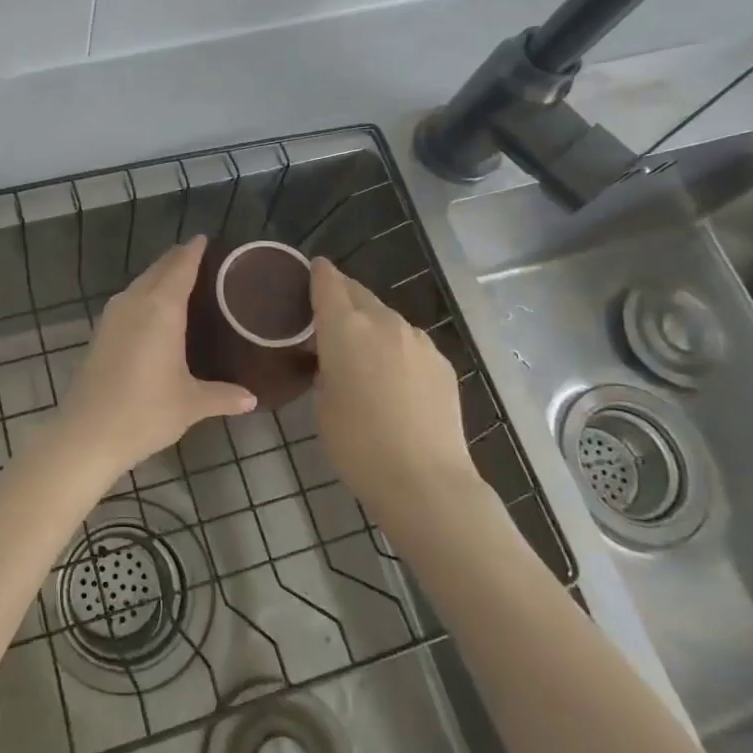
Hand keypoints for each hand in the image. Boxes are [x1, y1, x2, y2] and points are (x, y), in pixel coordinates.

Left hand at [48, 236, 256, 477]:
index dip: (194, 251)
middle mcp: (134, 303)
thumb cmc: (145, 412)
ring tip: (182, 282)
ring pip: (140, 284)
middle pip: (158, 270)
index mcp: (161, 309)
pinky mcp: (100, 332)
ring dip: (159, 277)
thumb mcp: (191, 404)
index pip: (180, 267)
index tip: (207, 239)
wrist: (88, 433)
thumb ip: (223, 396)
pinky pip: (128, 301)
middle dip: (178, 260)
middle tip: (201, 259)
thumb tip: (252, 398)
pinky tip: (154, 312)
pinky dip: (145, 296)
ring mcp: (112, 316)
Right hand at [309, 257, 482, 519]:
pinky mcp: (442, 362)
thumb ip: (325, 368)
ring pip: (386, 317)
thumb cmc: (358, 445)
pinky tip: (392, 376)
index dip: (317, 272)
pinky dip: (395, 347)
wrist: (426, 481)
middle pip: (358, 293)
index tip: (310, 271)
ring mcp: (419, 341)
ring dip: (370, 323)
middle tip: (326, 316)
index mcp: (346, 328)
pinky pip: (410, 342)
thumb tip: (336, 360)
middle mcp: (384, 322)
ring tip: (360, 350)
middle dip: (342, 297)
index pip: (328, 282)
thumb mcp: (322, 404)